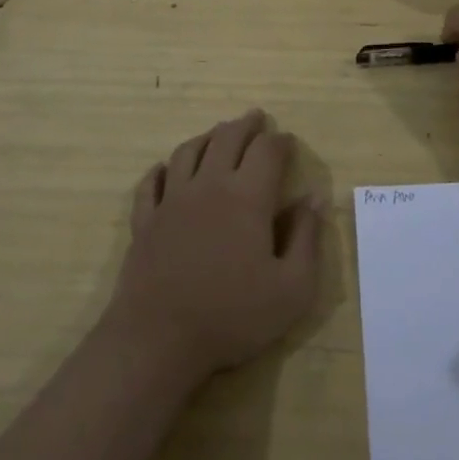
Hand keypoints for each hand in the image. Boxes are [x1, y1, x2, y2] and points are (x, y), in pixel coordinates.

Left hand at [106, 109, 320, 384]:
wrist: (157, 341)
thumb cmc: (232, 316)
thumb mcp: (292, 288)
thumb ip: (307, 238)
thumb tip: (314, 198)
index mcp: (248, 197)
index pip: (268, 150)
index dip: (281, 141)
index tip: (289, 142)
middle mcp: (209, 185)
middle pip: (227, 138)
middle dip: (246, 125)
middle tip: (257, 118)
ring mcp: (172, 200)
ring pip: (189, 151)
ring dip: (208, 137)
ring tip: (219, 133)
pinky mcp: (145, 220)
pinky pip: (151, 182)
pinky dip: (162, 169)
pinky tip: (166, 168)